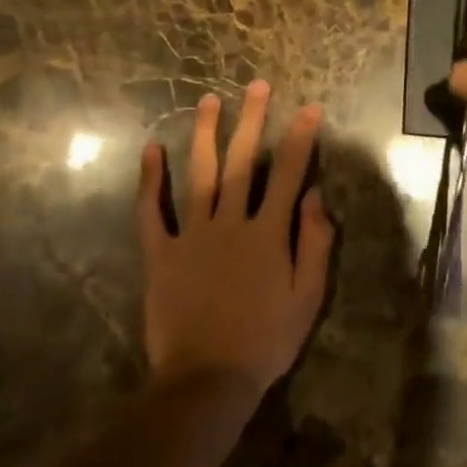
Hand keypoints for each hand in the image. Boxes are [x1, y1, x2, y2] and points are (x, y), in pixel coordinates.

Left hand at [137, 81, 335, 401]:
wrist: (206, 382)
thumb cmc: (265, 341)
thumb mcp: (307, 298)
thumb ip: (315, 243)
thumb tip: (314, 196)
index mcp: (267, 232)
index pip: (289, 173)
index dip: (301, 137)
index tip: (309, 107)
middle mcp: (230, 221)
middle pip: (243, 160)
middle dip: (253, 119)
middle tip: (257, 85)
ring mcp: (192, 234)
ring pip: (200, 173)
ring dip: (205, 134)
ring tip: (208, 100)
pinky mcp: (160, 253)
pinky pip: (151, 212)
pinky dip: (150, 180)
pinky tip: (151, 150)